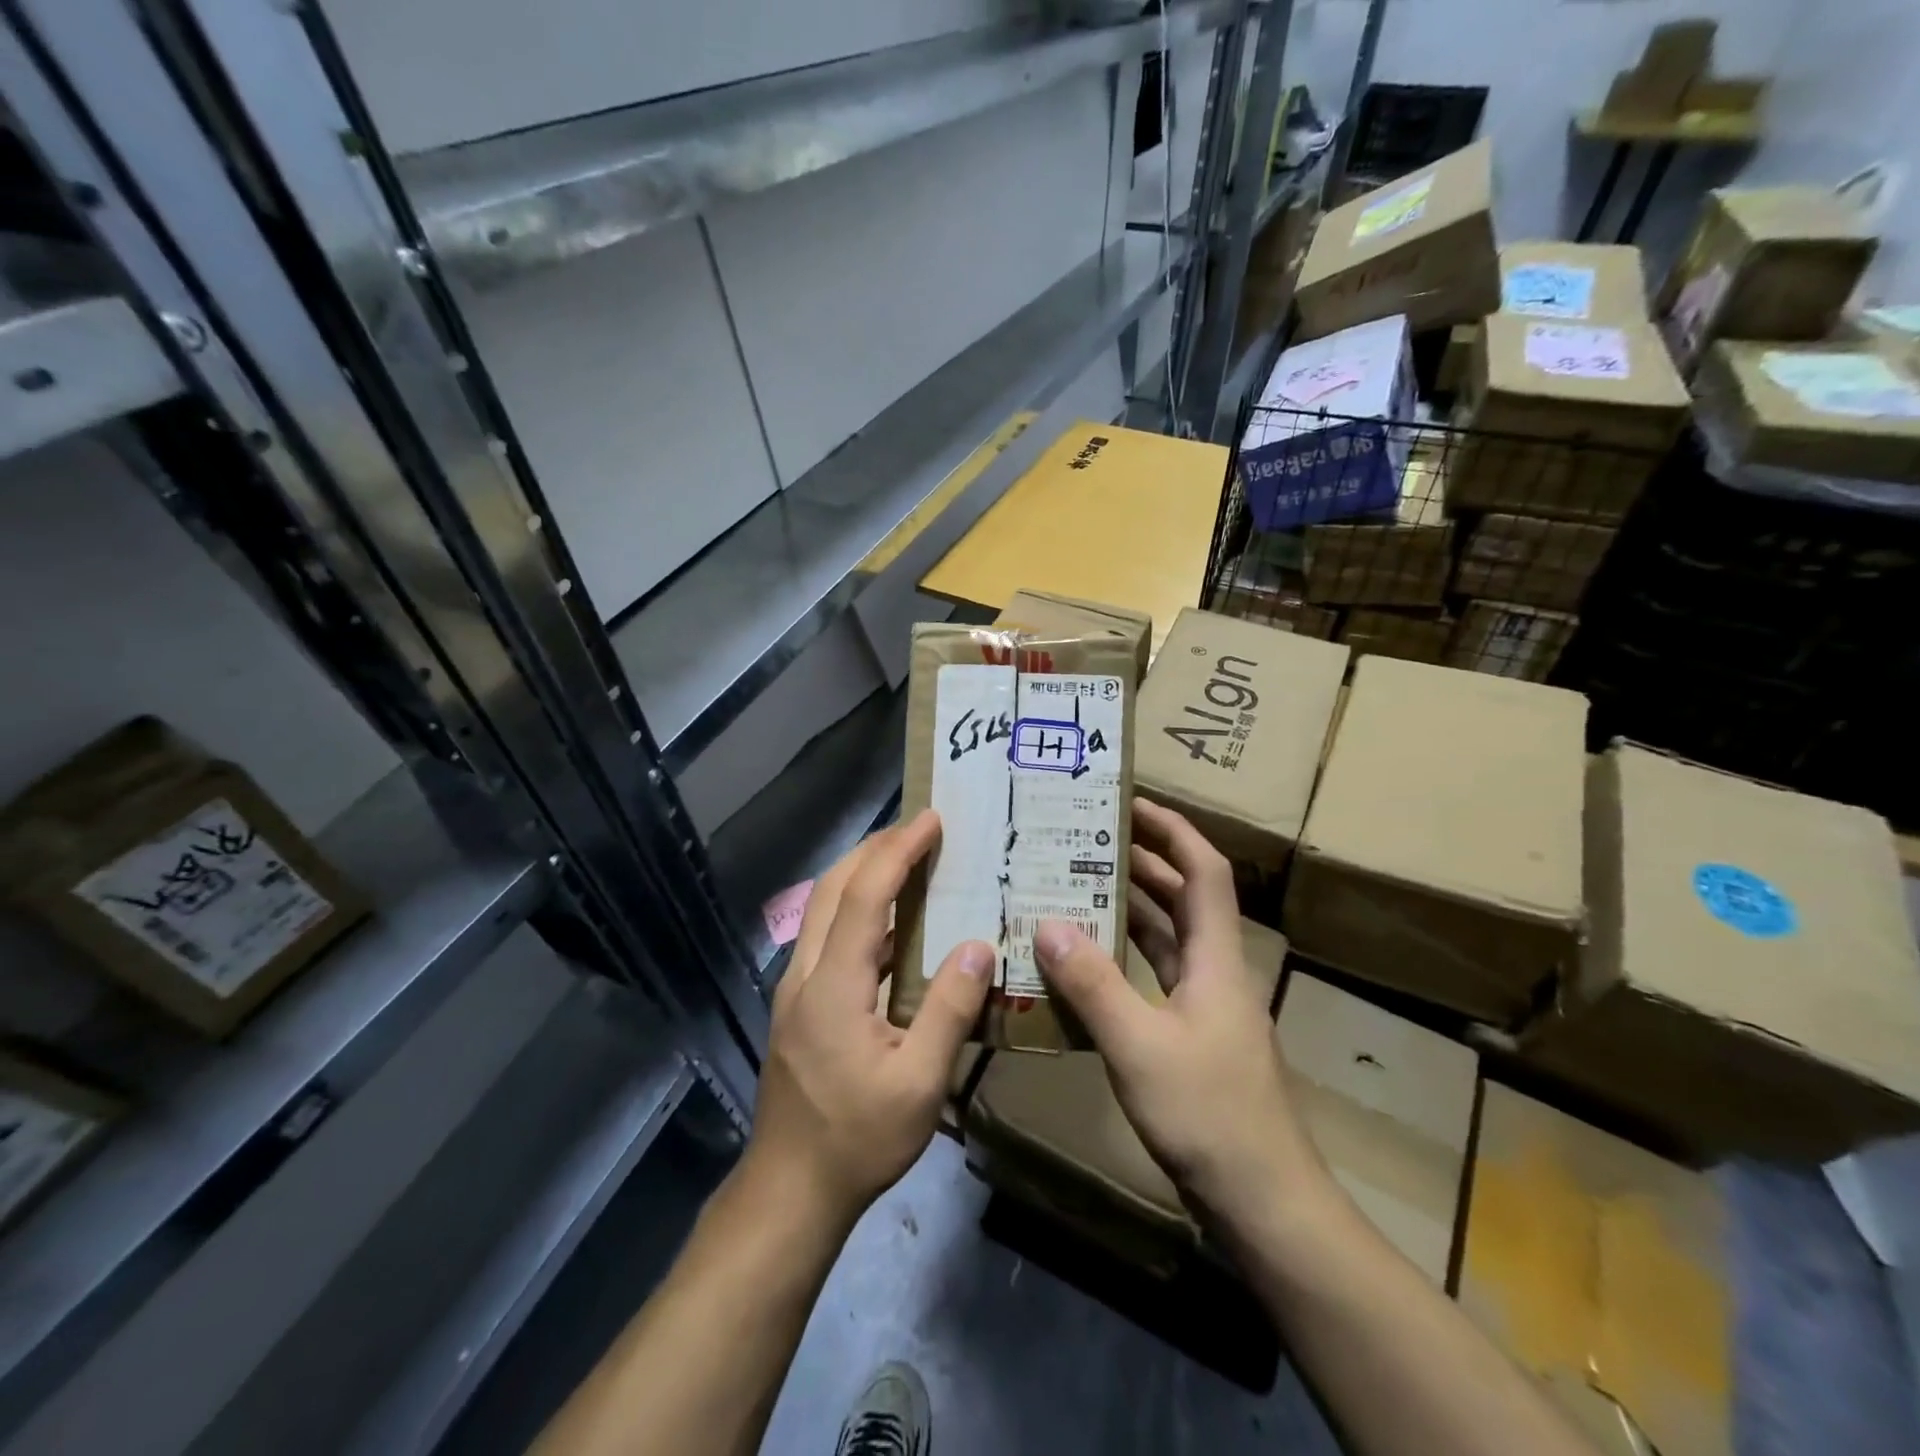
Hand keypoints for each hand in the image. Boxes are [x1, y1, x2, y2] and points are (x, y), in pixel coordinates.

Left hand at [745, 810, 993, 1228]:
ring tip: (905, 859)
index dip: (898, 851)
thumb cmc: (857, 1138)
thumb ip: (950, 1010)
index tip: (931, 820)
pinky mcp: (797, 1004)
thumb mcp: (918, 1083)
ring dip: (861, 873)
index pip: (867, 896)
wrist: (788, 1189)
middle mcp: (806, 973)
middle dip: (874, 848)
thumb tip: (979, 946)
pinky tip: (886, 920)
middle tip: (919, 829)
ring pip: (823, 907)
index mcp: (834, 984)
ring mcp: (795, 988)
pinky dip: (855, 905)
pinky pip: (825, 933)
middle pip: (834, 888)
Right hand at [1032, 799, 1324, 1231]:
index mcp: (1217, 958)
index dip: (1174, 831)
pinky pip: (1155, 977)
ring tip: (1078, 884)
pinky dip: (1125, 958)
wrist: (1262, 1201)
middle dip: (1143, 861)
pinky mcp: (1192, 1037)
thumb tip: (1048, 923)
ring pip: (1168, 937)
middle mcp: (1216, 970)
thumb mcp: (1139, 1044)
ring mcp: (1206, 1006)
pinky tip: (1086, 960)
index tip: (1131, 804)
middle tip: (1088, 838)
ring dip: (1131, 908)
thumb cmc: (1208, 1113)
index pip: (1204, 872)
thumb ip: (1093, 984)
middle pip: (1184, 898)